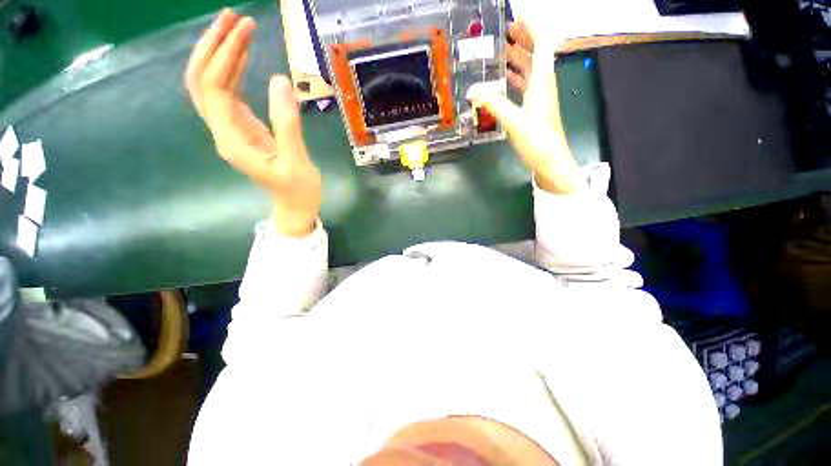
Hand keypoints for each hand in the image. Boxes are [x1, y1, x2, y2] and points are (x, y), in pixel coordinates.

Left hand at [185, 9, 321, 237]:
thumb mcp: (296, 161)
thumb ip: (287, 124)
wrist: (296, 206)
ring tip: (238, 27)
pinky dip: (233, 71)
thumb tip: (279, 80)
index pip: (215, 86)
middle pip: (201, 81)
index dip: (225, 55)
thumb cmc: (298, 190)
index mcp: (231, 139)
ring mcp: (232, 128)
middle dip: (213, 46)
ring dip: (220, 54)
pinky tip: (244, 56)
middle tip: (234, 18)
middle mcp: (223, 130)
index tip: (245, 30)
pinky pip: (229, 94)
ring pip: (212, 85)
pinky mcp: (245, 128)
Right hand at [467, 20, 580, 194]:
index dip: (532, 26)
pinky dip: (516, 77)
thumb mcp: (514, 121)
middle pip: (537, 53)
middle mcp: (543, 84)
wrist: (550, 162)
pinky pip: (526, 86)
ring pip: (531, 69)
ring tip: (502, 50)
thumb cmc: (537, 140)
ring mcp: (539, 97)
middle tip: (505, 31)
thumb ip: (493, 103)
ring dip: (519, 57)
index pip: (543, 42)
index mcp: (542, 80)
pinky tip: (505, 79)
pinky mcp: (534, 109)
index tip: (517, 16)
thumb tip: (472, 89)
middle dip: (523, 38)